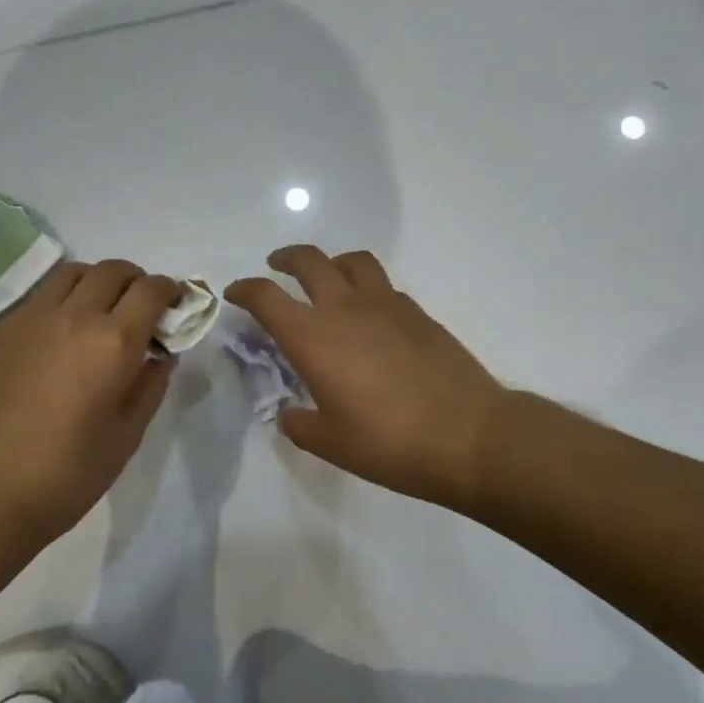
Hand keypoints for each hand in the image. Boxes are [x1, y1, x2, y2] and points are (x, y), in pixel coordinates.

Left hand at [0, 260, 179, 540]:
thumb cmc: (64, 476)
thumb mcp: (125, 438)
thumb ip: (148, 387)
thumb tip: (158, 356)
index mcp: (112, 342)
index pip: (150, 290)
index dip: (170, 290)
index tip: (174, 303)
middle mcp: (71, 317)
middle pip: (111, 270)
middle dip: (134, 281)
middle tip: (138, 307)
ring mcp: (27, 319)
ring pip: (70, 274)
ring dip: (94, 283)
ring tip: (96, 313)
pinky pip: (35, 301)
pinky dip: (58, 305)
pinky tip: (53, 341)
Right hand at [226, 247, 506, 508]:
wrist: (467, 436)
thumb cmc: (389, 443)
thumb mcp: (331, 443)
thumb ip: (301, 424)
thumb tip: (291, 414)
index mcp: (313, 337)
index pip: (266, 297)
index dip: (245, 289)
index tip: (235, 293)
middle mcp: (345, 308)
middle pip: (309, 261)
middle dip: (286, 259)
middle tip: (277, 266)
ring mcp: (386, 304)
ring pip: (352, 261)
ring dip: (332, 262)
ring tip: (328, 278)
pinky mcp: (418, 312)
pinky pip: (384, 286)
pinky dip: (367, 289)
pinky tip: (371, 317)